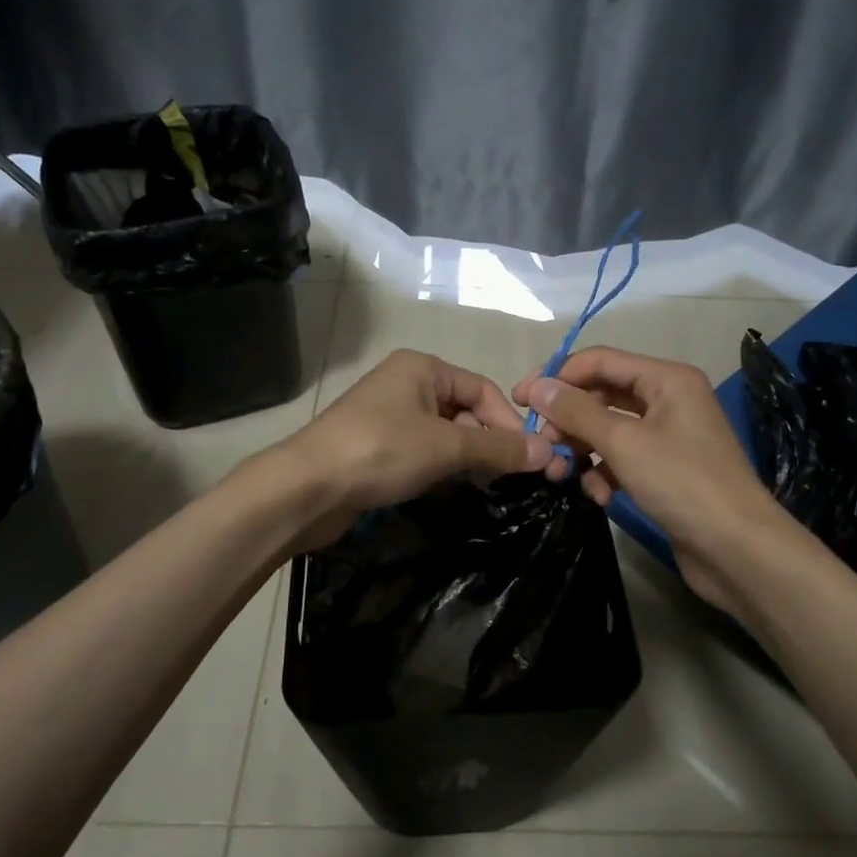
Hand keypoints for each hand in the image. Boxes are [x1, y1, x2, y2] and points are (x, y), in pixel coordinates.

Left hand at [271, 349, 553, 548]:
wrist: (307, 487)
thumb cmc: (381, 451)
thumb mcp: (447, 447)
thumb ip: (498, 448)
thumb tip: (549, 452)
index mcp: (422, 368)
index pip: (482, 390)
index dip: (508, 423)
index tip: (528, 459)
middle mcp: (407, 383)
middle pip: (465, 410)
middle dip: (487, 442)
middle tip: (505, 479)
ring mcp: (389, 415)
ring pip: (445, 433)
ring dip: (466, 458)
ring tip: (480, 486)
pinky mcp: (377, 445)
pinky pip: (423, 450)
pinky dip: (440, 466)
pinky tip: (448, 488)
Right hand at [515, 348, 784, 613]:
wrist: (738, 549)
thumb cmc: (682, 483)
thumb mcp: (623, 442)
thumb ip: (576, 412)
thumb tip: (537, 386)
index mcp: (666, 379)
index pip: (600, 361)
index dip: (558, 375)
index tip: (519, 400)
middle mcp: (668, 400)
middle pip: (602, 396)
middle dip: (568, 420)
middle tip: (540, 446)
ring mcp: (668, 437)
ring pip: (608, 431)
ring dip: (583, 451)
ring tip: (562, 475)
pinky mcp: (665, 471)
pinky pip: (622, 460)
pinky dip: (605, 475)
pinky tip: (599, 497)